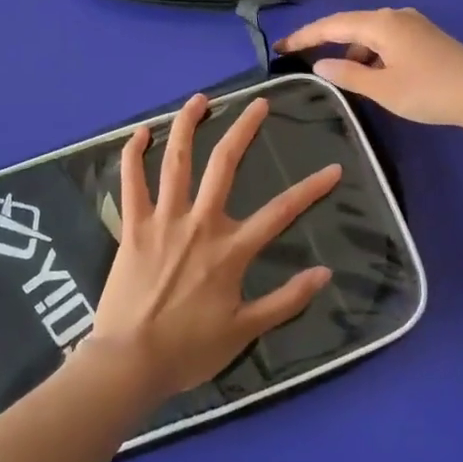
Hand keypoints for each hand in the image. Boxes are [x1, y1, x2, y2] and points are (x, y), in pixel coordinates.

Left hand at [88, 93, 340, 399]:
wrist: (129, 363)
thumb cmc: (189, 350)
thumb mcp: (246, 330)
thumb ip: (287, 300)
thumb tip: (325, 273)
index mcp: (231, 250)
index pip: (281, 212)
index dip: (311, 189)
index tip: (332, 168)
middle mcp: (200, 223)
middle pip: (225, 165)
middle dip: (244, 129)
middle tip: (259, 103)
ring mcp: (163, 220)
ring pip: (176, 161)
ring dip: (187, 125)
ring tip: (200, 99)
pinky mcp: (133, 226)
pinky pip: (131, 181)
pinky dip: (133, 153)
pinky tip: (140, 131)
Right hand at [277, 7, 462, 129]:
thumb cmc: (430, 91)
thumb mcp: (383, 88)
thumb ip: (348, 74)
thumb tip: (320, 64)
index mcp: (380, 23)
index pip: (331, 25)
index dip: (303, 36)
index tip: (280, 47)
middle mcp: (394, 16)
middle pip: (349, 24)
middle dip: (324, 40)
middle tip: (298, 56)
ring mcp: (413, 25)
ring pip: (369, 33)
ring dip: (351, 51)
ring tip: (337, 75)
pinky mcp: (425, 37)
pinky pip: (386, 40)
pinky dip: (371, 54)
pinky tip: (372, 75)